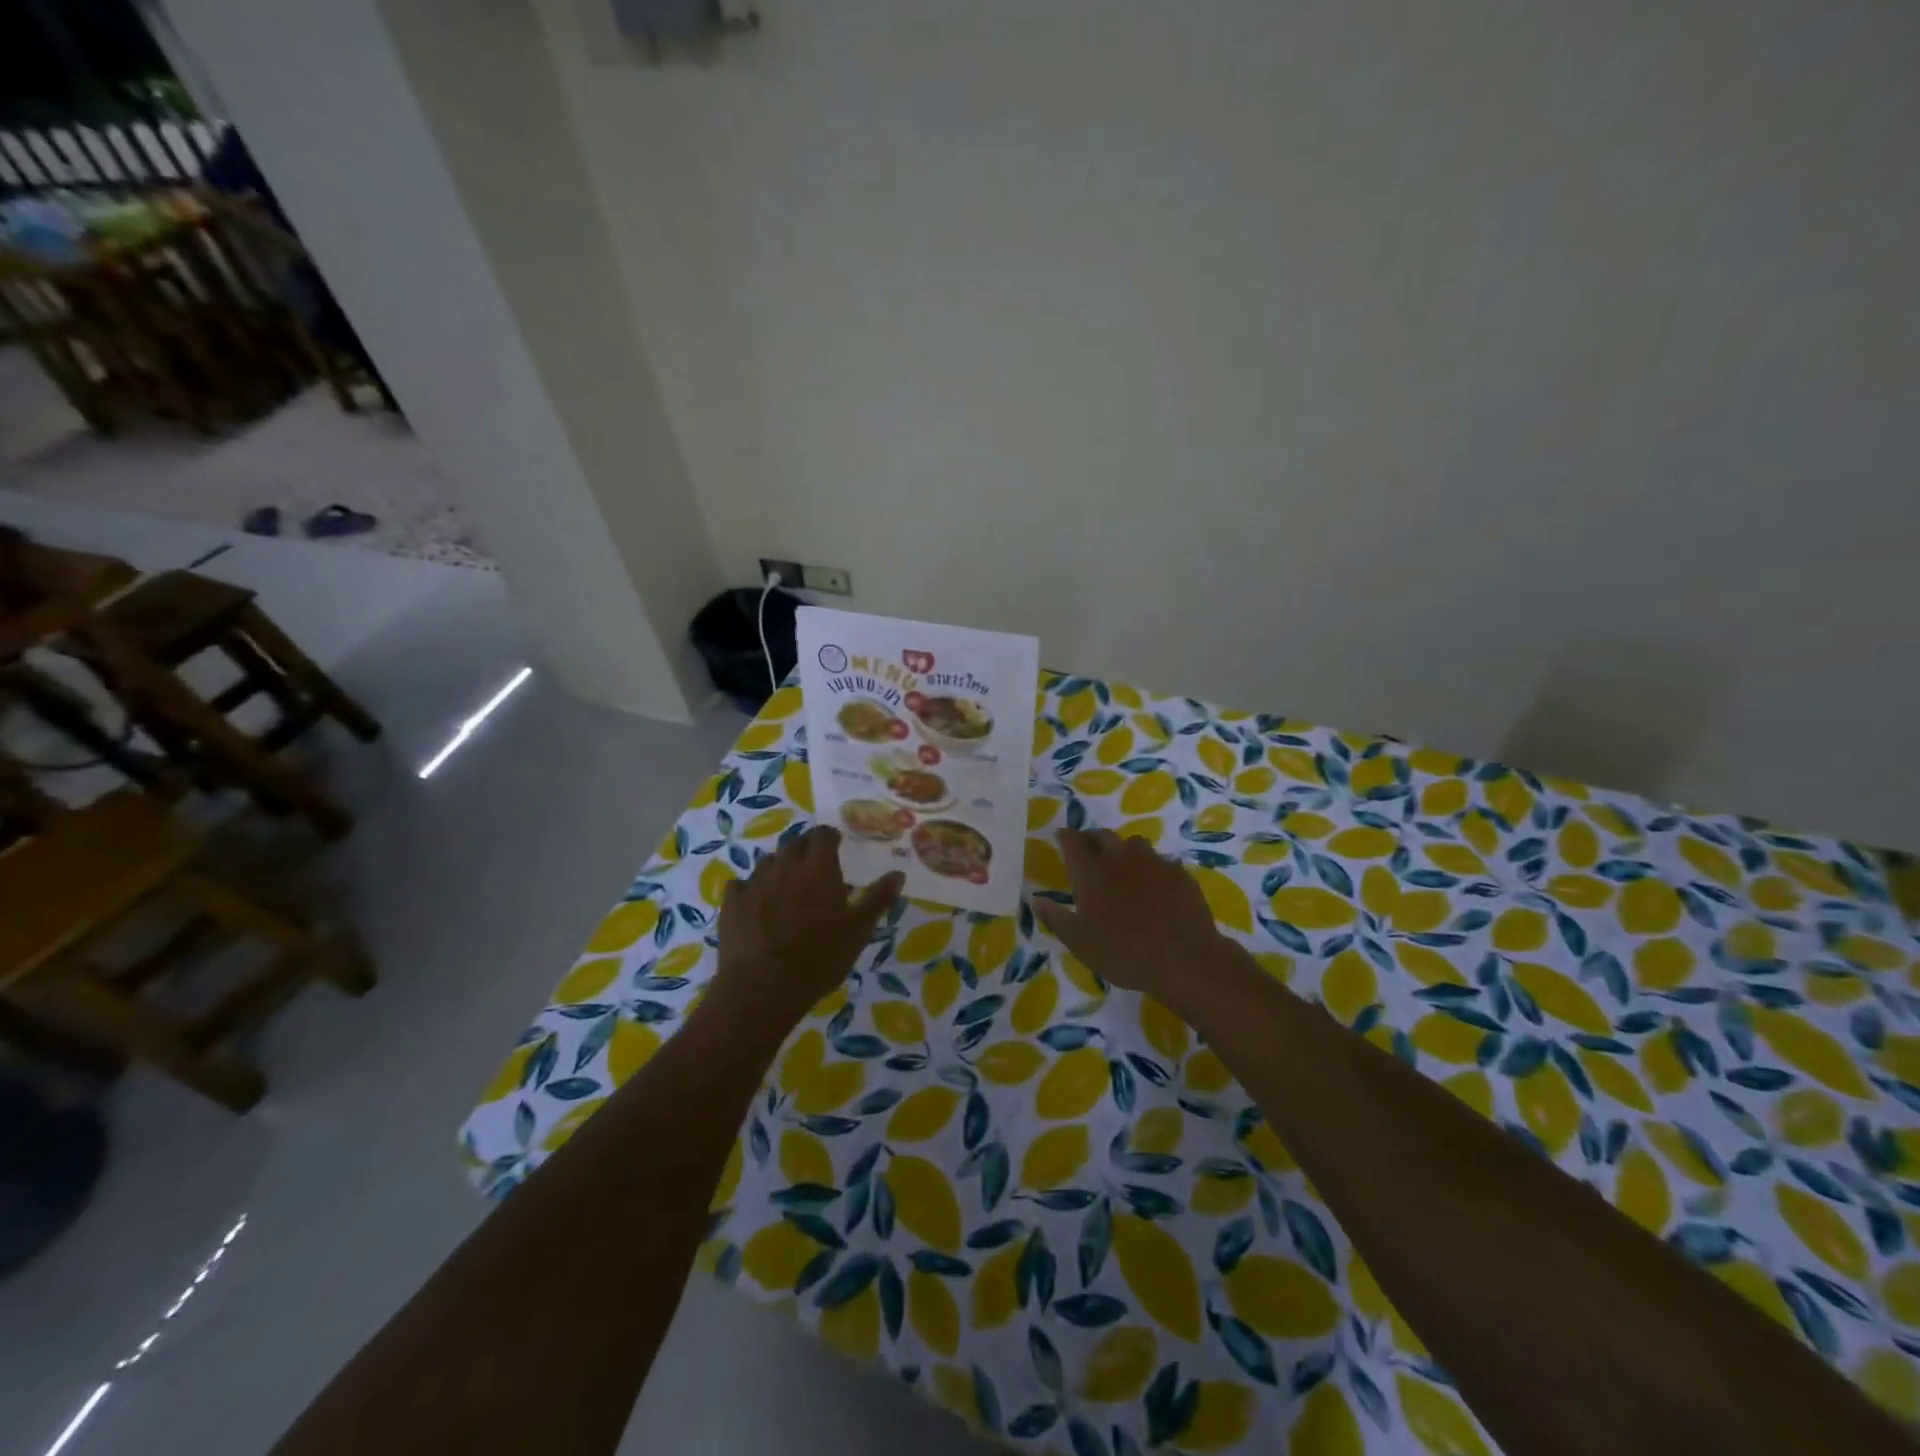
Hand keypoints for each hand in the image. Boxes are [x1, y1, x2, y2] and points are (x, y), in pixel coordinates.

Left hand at [713, 826, 903, 1029]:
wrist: (762, 988)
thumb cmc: (819, 958)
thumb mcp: (858, 931)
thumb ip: (878, 899)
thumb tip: (898, 873)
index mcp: (818, 868)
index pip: (823, 834)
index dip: (829, 836)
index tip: (836, 844)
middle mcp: (785, 866)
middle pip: (794, 843)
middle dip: (805, 848)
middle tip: (815, 866)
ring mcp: (755, 882)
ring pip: (769, 862)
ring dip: (780, 867)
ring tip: (788, 886)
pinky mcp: (731, 902)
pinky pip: (741, 884)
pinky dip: (751, 888)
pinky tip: (756, 903)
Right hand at [1035, 829, 1229, 1001]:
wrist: (1182, 958)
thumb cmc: (1122, 952)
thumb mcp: (1079, 942)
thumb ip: (1055, 918)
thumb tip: (1037, 901)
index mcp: (1091, 871)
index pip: (1073, 841)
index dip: (1066, 837)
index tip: (1062, 838)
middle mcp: (1120, 858)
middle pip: (1103, 836)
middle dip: (1094, 840)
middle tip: (1090, 853)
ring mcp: (1152, 862)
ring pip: (1134, 843)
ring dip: (1124, 850)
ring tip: (1123, 867)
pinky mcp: (1178, 873)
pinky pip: (1160, 861)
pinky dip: (1151, 868)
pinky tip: (1154, 887)